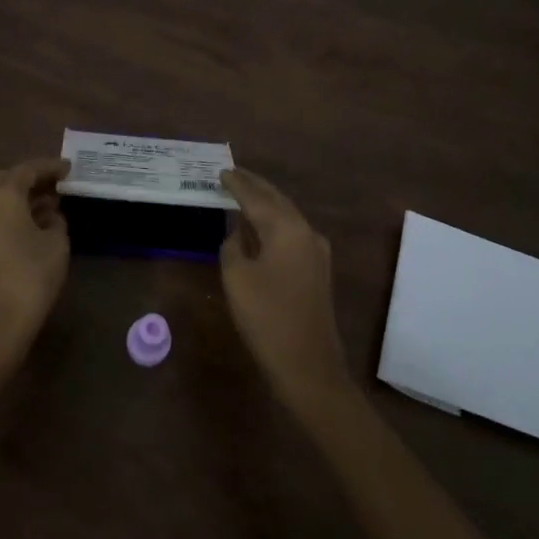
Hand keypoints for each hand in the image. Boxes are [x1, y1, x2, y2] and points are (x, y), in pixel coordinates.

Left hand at [0, 157, 71, 365]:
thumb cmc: (31, 276)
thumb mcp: (56, 244)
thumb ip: (56, 222)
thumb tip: (50, 216)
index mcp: (2, 196)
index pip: (28, 170)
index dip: (50, 167)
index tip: (69, 168)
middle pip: (5, 180)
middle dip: (29, 179)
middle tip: (55, 186)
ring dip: (20, 199)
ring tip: (49, 207)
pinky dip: (11, 215)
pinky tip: (33, 227)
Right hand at [219, 169, 351, 418]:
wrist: (308, 366)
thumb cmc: (267, 317)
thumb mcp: (237, 278)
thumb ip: (232, 247)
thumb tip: (238, 235)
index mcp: (287, 228)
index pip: (257, 197)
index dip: (237, 184)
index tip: (221, 172)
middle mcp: (306, 232)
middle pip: (277, 200)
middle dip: (255, 187)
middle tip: (233, 174)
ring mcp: (316, 252)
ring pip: (286, 216)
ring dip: (265, 204)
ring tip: (242, 194)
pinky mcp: (317, 270)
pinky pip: (291, 234)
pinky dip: (272, 224)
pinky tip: (258, 228)